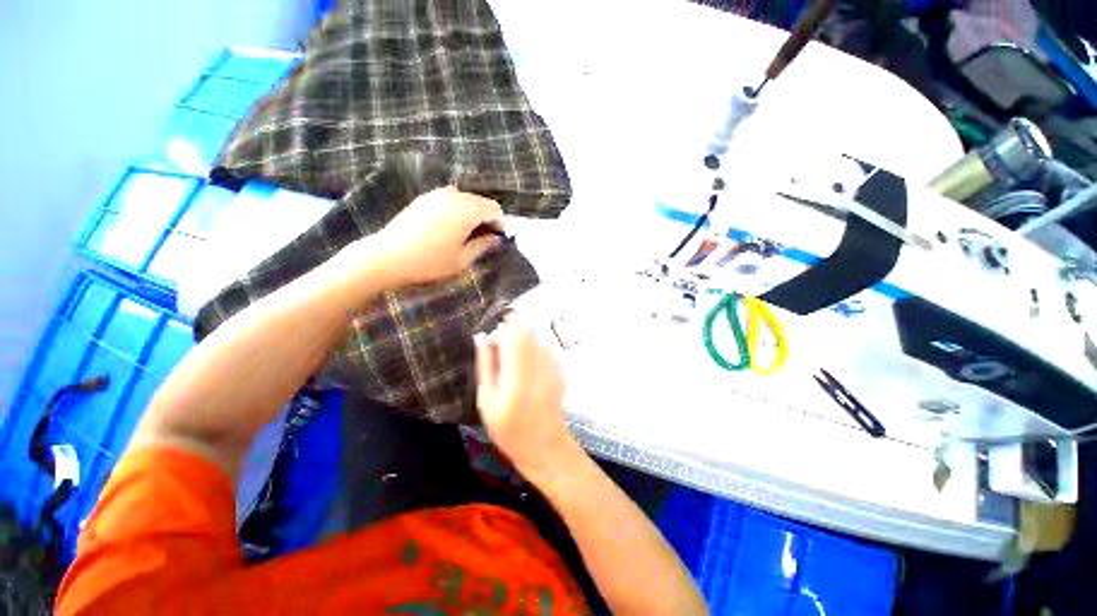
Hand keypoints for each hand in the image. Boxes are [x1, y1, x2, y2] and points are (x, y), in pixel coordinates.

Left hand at [372, 186, 504, 285]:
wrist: (389, 256)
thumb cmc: (430, 262)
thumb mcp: (462, 259)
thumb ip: (483, 245)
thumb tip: (496, 239)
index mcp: (466, 210)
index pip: (493, 209)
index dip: (500, 223)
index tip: (499, 238)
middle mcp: (454, 196)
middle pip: (480, 201)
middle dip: (487, 217)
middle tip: (486, 237)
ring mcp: (437, 195)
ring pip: (465, 198)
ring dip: (473, 212)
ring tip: (470, 232)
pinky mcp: (424, 198)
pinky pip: (450, 198)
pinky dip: (458, 208)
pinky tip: (452, 226)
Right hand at [475, 320, 574, 480]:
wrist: (546, 446)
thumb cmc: (510, 429)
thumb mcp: (487, 401)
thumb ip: (486, 366)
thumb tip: (481, 337)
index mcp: (518, 369)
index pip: (511, 330)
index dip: (498, 334)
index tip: (491, 351)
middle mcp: (539, 360)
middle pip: (524, 329)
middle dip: (509, 338)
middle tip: (502, 362)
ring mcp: (553, 362)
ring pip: (534, 337)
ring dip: (521, 345)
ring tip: (515, 370)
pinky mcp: (560, 367)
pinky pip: (544, 348)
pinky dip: (533, 354)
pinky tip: (530, 375)